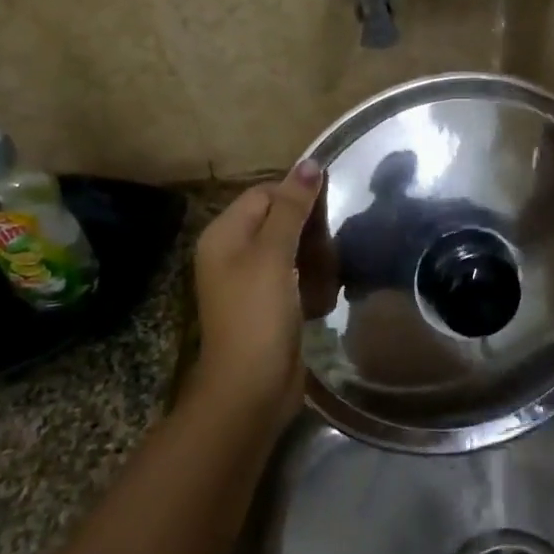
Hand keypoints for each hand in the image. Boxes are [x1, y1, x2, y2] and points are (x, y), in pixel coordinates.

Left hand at [190, 162, 323, 428]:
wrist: (250, 390)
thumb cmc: (257, 315)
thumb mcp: (273, 255)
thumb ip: (291, 208)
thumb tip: (310, 163)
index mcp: (224, 234)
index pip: (265, 194)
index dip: (297, 197)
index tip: (329, 210)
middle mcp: (233, 253)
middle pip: (279, 220)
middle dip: (309, 232)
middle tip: (330, 249)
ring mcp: (251, 281)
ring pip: (293, 249)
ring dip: (316, 259)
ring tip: (329, 276)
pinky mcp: (269, 305)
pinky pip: (296, 277)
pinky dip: (312, 282)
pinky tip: (324, 296)